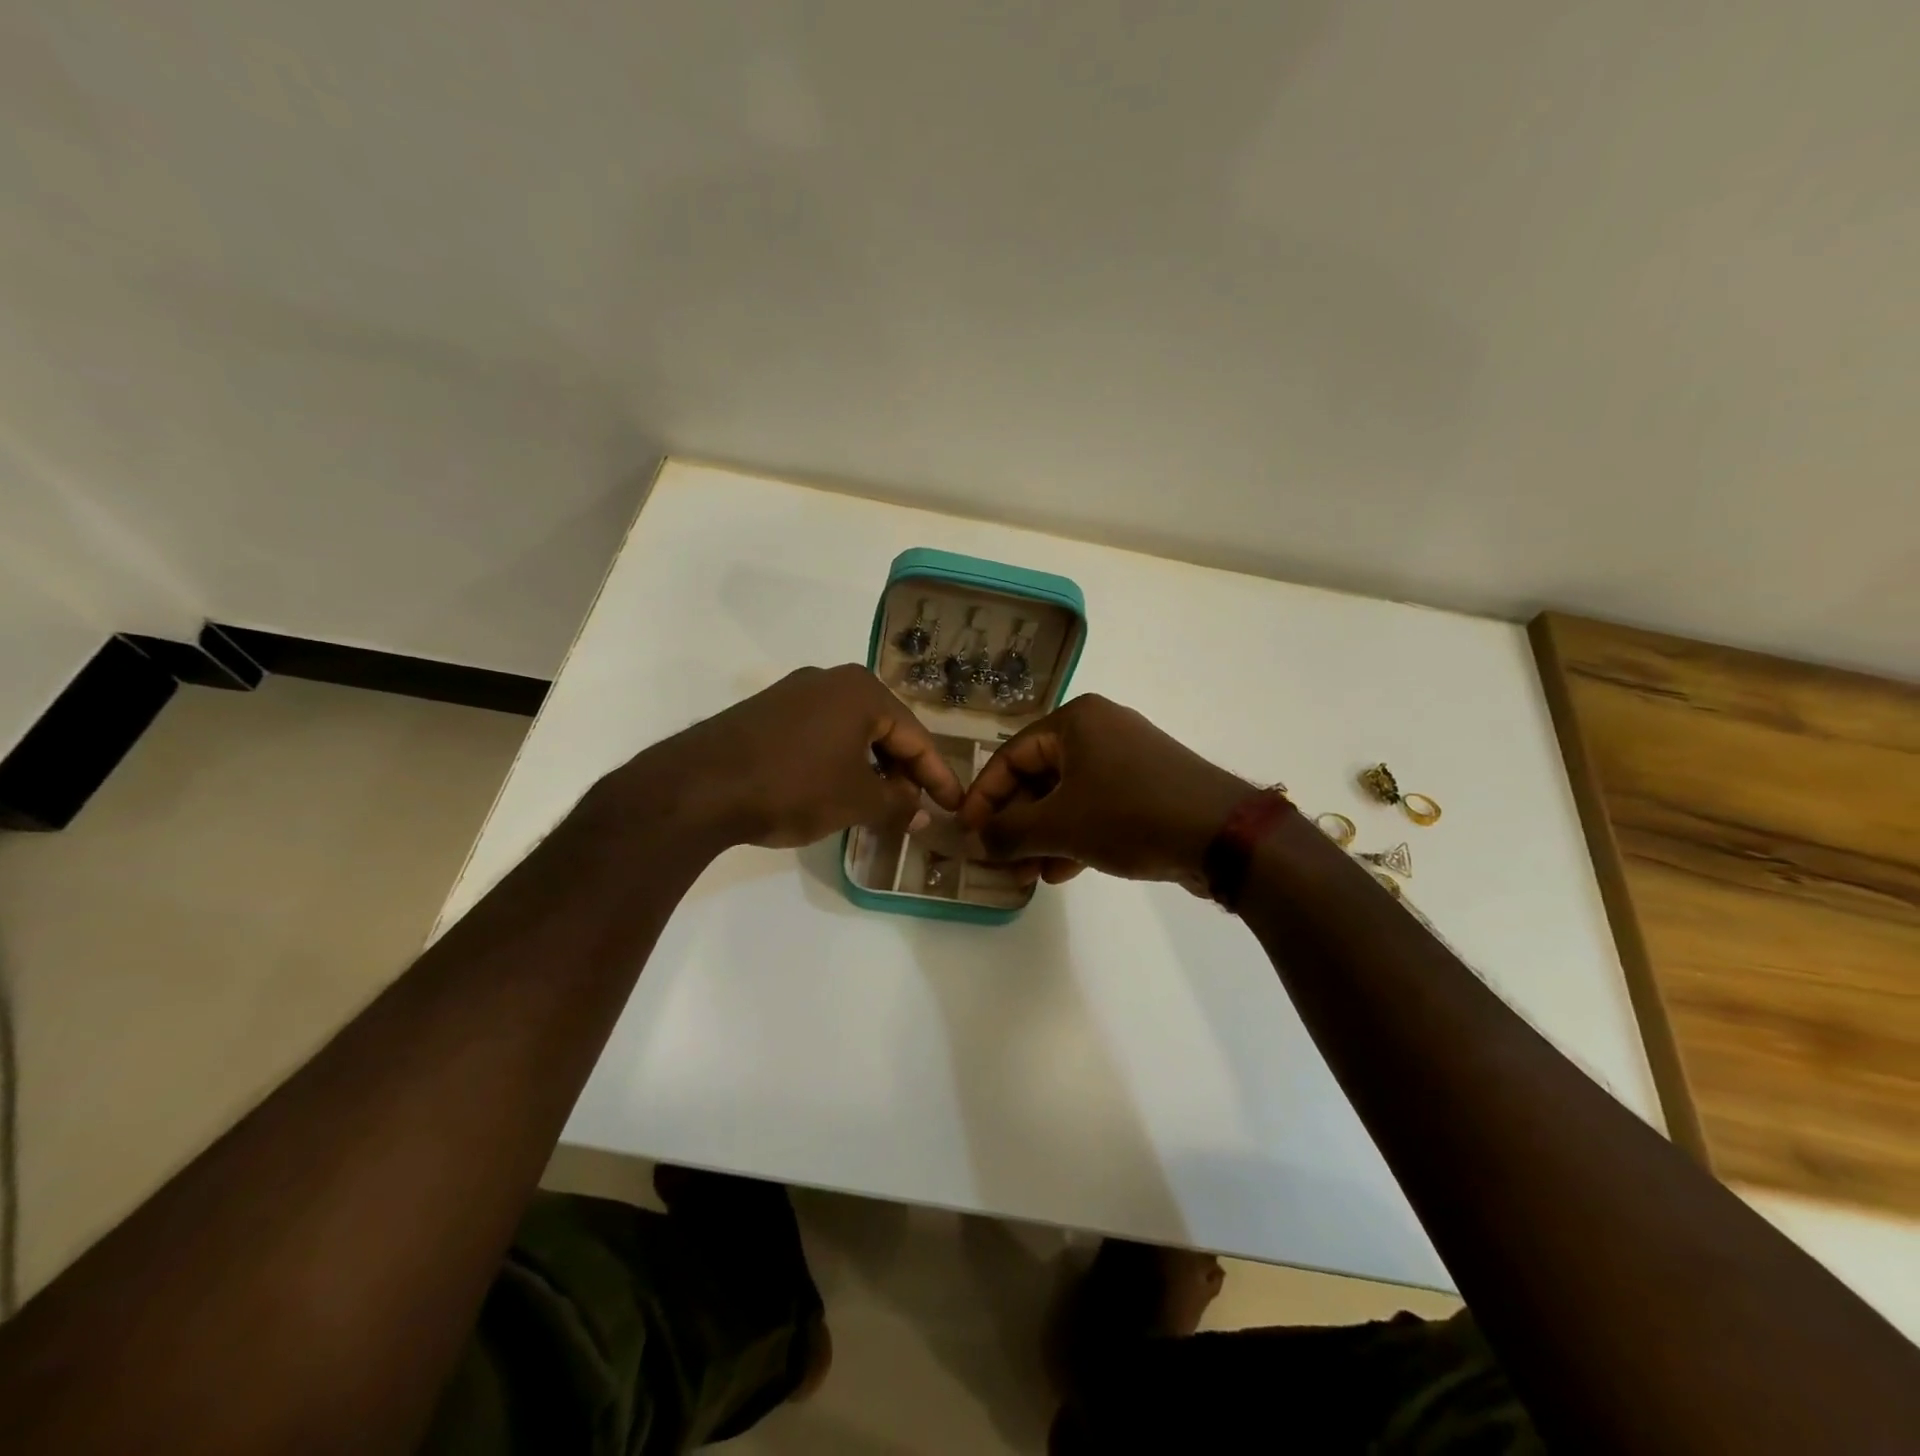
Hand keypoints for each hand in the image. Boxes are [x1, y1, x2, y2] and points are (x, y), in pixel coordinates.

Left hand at [607, 665, 963, 848]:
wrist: (700, 786)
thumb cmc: (794, 786)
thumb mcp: (856, 801)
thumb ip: (898, 805)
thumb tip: (924, 813)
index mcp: (862, 691)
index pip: (915, 736)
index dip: (938, 776)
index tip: (955, 805)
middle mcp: (831, 680)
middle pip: (884, 729)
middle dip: (903, 772)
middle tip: (918, 808)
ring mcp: (795, 692)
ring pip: (851, 733)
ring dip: (871, 769)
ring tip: (880, 805)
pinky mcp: (766, 712)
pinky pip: (820, 734)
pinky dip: (838, 762)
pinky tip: (837, 790)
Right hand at [957, 694, 1250, 891]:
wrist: (1223, 835)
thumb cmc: (1130, 815)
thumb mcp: (1061, 825)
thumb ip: (1010, 832)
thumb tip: (977, 840)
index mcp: (1075, 721)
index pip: (1010, 756)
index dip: (984, 797)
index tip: (968, 833)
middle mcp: (1099, 730)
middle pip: (1038, 778)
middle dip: (1016, 824)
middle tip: (999, 860)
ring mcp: (1126, 759)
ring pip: (1067, 797)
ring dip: (1042, 837)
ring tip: (1026, 875)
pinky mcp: (1146, 788)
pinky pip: (1095, 808)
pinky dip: (1074, 836)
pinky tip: (1060, 873)